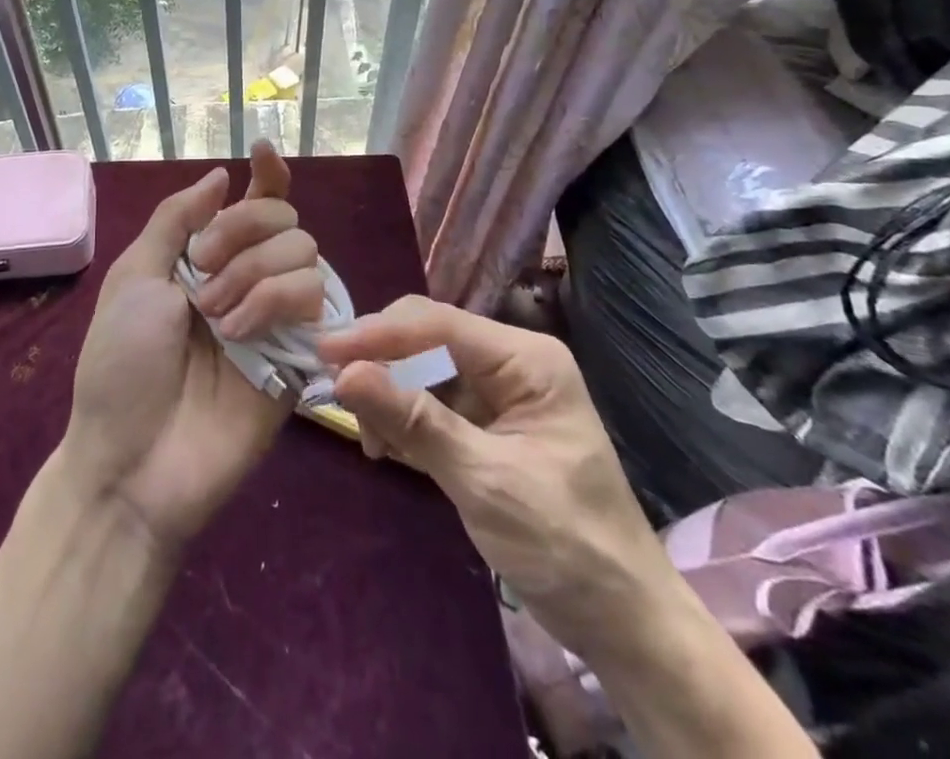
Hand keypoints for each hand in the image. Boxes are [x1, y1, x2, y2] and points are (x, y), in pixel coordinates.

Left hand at [59, 142, 324, 555]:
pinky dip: (277, 301)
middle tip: (203, 274)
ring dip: (255, 273)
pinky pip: (316, 299)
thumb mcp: (133, 278)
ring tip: (218, 319)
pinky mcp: (300, 354)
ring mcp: (276, 316)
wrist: (133, 458)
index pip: (253, 202)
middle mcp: (247, 278)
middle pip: (283, 217)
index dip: (266, 174)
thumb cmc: (120, 364)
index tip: (262, 152)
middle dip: (243, 231)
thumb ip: (177, 219)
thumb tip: (222, 174)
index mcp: (206, 258)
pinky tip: (243, 334)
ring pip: (305, 252)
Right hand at [318, 296, 672, 663]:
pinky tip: (388, 447)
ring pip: (423, 370)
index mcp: (526, 359)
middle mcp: (511, 362)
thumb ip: (414, 422)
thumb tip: (345, 374)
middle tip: (335, 392)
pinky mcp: (487, 424)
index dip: (379, 332)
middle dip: (381, 363)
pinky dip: (405, 421)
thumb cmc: (565, 546)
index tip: (325, 351)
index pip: (438, 323)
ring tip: (370, 440)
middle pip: (427, 339)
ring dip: (390, 397)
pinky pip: (431, 403)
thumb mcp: (485, 482)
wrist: (624, 625)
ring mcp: (499, 392)